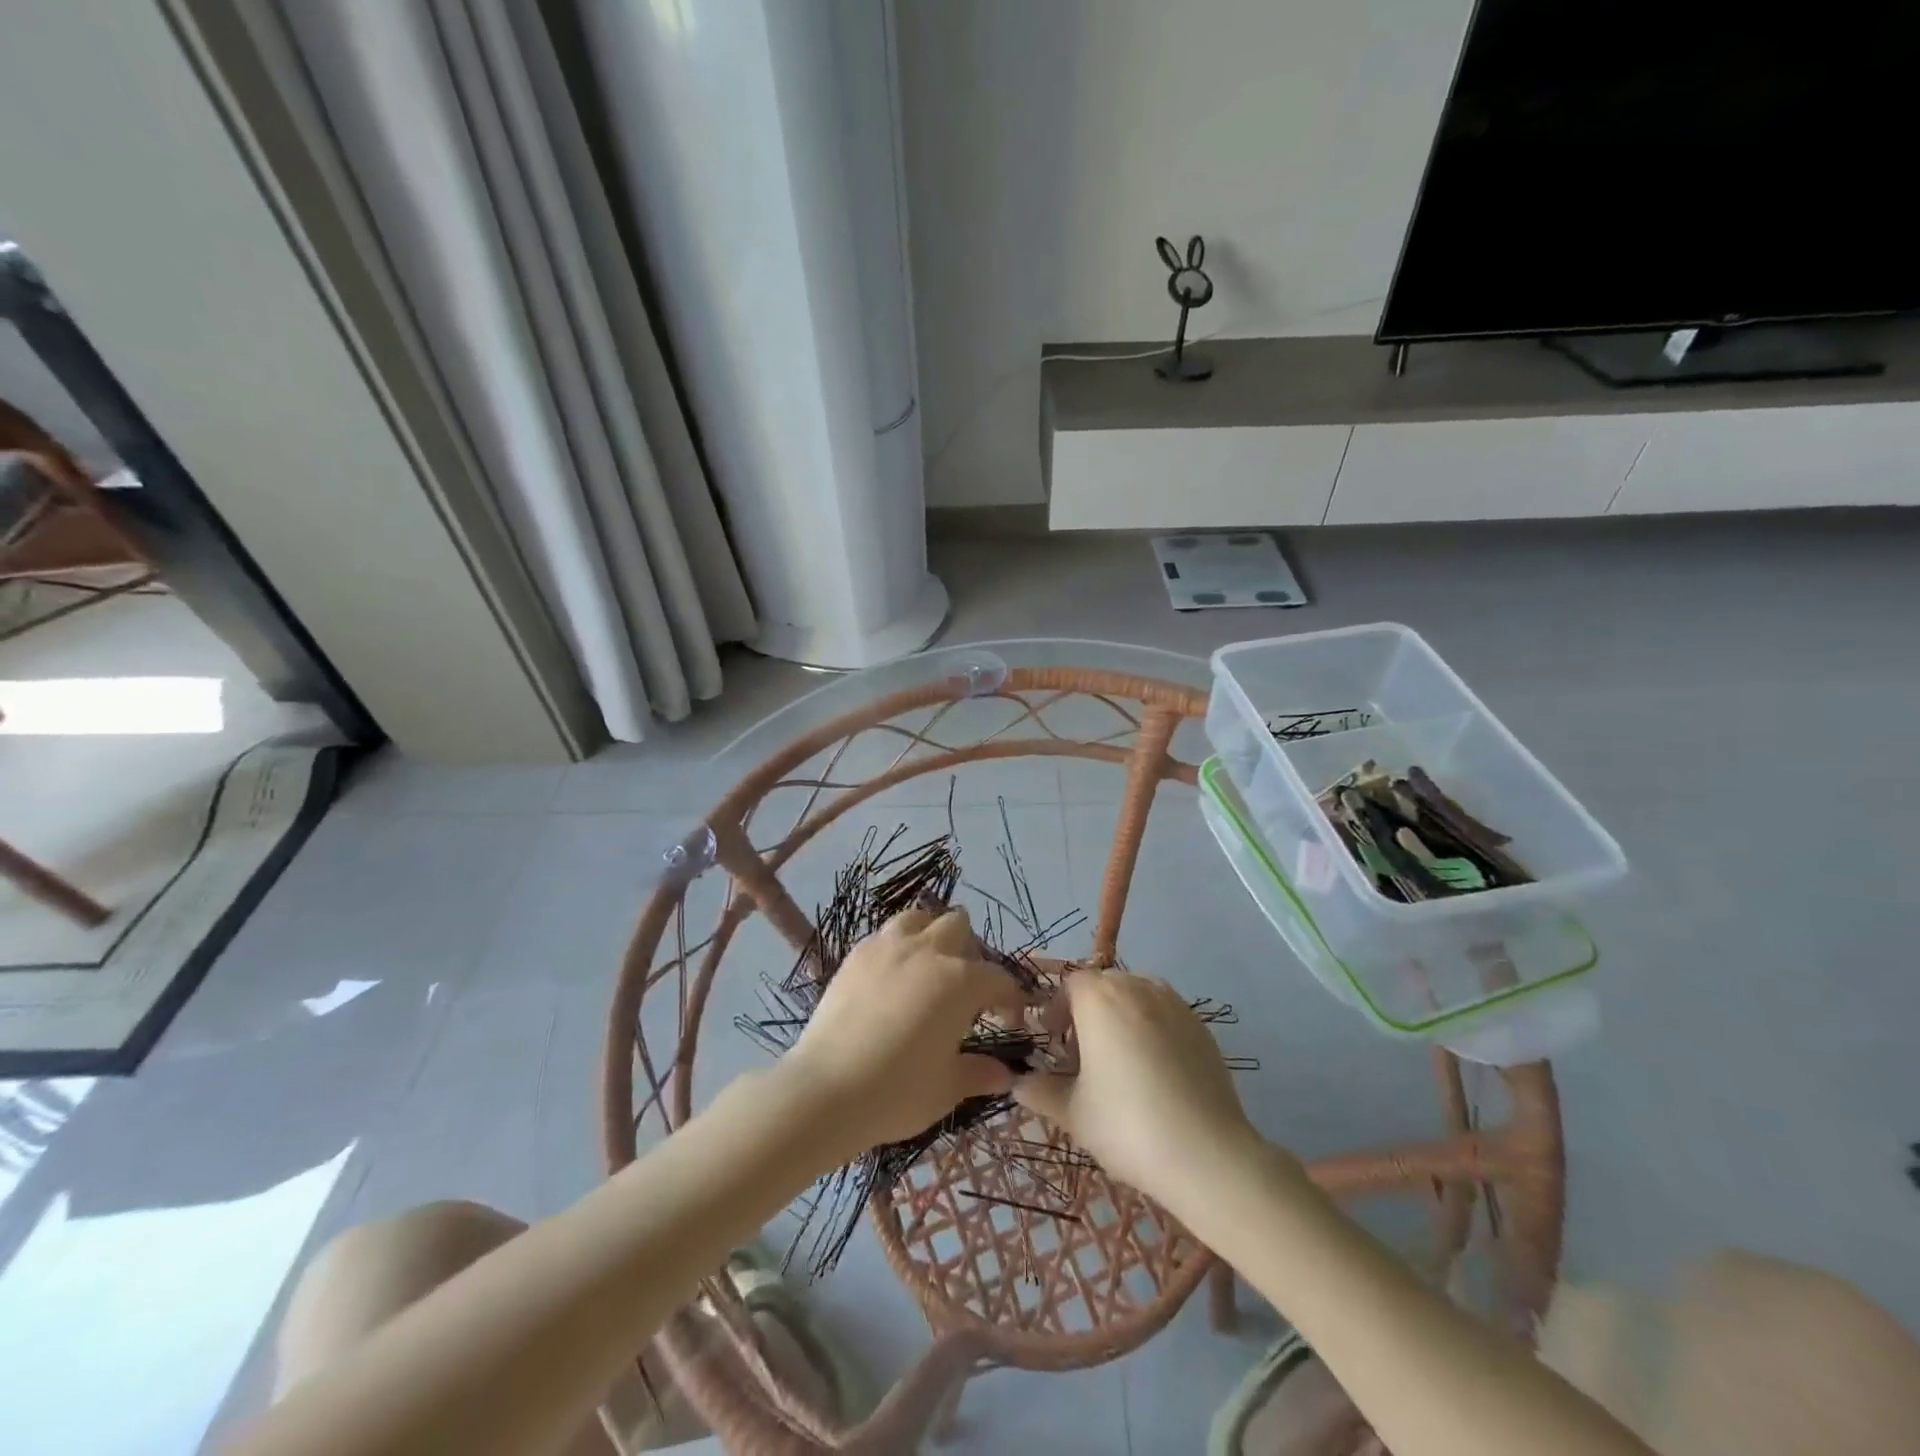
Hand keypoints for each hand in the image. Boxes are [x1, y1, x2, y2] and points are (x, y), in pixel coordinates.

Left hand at [780, 907, 1026, 1152]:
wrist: (826, 1089)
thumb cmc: (897, 1091)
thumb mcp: (947, 1088)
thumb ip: (980, 1073)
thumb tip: (1005, 1074)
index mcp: (960, 981)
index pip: (998, 978)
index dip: (1010, 998)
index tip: (1010, 1019)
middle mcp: (928, 951)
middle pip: (959, 927)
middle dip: (970, 951)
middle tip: (966, 987)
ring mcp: (888, 947)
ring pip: (919, 918)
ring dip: (931, 934)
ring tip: (929, 966)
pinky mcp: (856, 955)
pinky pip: (885, 935)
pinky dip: (897, 946)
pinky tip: (892, 976)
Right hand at [1013, 970, 1267, 1197]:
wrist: (1207, 1154)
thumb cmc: (1128, 1125)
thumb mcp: (1073, 1113)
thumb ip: (1040, 1091)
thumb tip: (1018, 1084)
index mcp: (1100, 998)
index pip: (1069, 984)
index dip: (1056, 1010)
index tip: (1053, 1044)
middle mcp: (1137, 987)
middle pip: (1103, 986)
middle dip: (1087, 1013)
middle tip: (1082, 1058)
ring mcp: (1174, 1003)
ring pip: (1136, 996)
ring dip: (1120, 1017)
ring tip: (1119, 1063)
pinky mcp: (1201, 1025)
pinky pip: (1164, 1014)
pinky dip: (1151, 1030)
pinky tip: (1154, 1073)